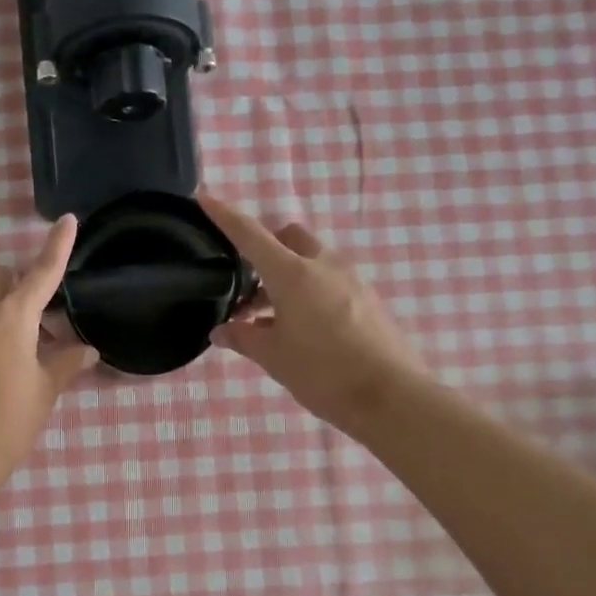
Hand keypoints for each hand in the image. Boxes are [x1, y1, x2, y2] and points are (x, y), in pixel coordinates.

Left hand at [0, 216, 96, 488]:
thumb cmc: (8, 422)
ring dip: (5, 310)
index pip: (39, 272)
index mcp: (10, 318)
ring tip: (27, 351)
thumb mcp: (45, 391)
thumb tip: (87, 349)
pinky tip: (1, 367)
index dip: (56, 247)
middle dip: (21, 284)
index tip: (67, 220)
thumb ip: (66, 363)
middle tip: (45, 323)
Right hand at [200, 194, 425, 439]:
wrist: (390, 397)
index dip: (225, 215)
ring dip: (286, 275)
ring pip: (311, 260)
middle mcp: (323, 265)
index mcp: (293, 273)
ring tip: (269, 317)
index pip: (251, 234)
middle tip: (247, 281)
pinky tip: (301, 327)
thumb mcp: (273, 357)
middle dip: (265, 247)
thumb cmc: (322, 372)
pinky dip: (308, 290)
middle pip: (289, 237)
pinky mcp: (367, 298)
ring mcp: (351, 280)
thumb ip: (244, 338)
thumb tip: (221, 331)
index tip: (204, 198)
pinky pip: (330, 281)